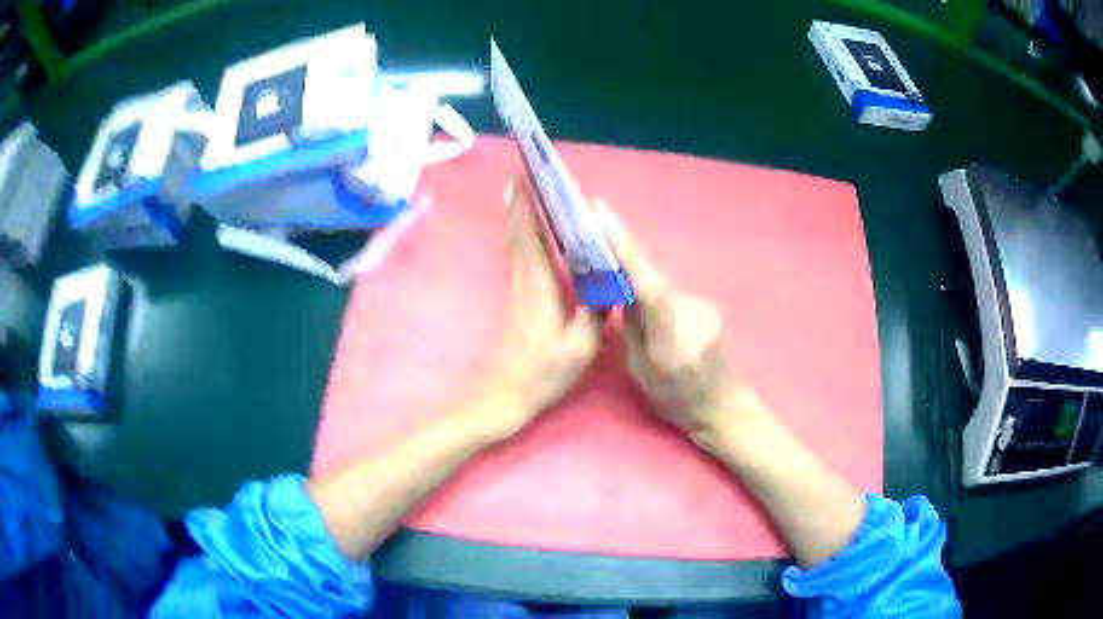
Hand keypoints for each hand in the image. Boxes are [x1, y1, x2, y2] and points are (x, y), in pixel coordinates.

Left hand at [473, 178, 601, 440]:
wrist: (506, 397)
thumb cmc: (543, 374)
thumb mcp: (580, 347)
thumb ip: (595, 312)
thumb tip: (610, 283)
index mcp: (540, 288)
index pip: (531, 237)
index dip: (525, 207)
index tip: (521, 179)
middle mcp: (524, 283)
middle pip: (520, 234)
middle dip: (520, 203)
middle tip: (523, 176)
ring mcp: (518, 292)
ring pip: (517, 246)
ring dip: (520, 218)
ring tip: (526, 195)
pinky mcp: (517, 303)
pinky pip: (520, 260)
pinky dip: (524, 240)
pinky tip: (533, 237)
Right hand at [594, 201, 745, 444]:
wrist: (725, 407)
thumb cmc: (678, 400)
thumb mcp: (642, 372)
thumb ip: (633, 328)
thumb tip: (623, 291)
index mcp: (672, 338)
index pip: (647, 284)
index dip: (625, 248)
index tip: (604, 213)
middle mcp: (693, 314)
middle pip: (652, 281)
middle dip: (626, 270)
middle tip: (602, 259)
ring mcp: (706, 308)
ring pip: (663, 290)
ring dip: (645, 295)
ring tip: (639, 316)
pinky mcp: (710, 306)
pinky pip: (675, 297)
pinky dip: (661, 304)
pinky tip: (664, 328)